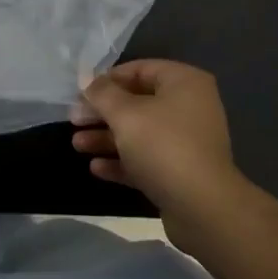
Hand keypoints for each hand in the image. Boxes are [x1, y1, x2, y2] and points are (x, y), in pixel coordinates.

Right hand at [69, 59, 240, 214]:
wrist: (203, 209)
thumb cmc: (163, 146)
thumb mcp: (125, 113)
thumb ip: (102, 93)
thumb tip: (89, 81)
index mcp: (183, 82)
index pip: (140, 69)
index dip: (108, 79)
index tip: (81, 92)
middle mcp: (189, 107)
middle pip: (137, 103)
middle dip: (103, 113)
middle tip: (74, 121)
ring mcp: (187, 141)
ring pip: (140, 133)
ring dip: (107, 138)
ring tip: (77, 145)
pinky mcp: (181, 172)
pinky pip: (147, 159)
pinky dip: (123, 161)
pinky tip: (96, 168)